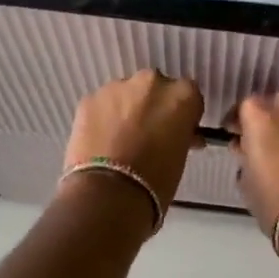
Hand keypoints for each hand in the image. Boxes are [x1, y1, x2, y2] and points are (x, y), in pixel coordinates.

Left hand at [62, 70, 205, 217]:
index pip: (189, 96)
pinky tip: (101, 141)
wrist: (108, 194)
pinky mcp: (89, 99)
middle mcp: (151, 83)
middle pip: (156, 88)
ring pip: (126, 94)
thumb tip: (177, 134)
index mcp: (182, 95)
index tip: (178, 131)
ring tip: (121, 139)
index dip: (183, 114)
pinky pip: (102, 105)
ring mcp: (116, 88)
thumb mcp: (180, 156)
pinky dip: (103, 118)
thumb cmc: (156, 181)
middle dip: (153, 106)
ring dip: (127, 109)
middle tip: (149, 133)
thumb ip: (180, 136)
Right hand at [228, 90, 278, 238]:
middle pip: (277, 102)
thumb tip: (246, 148)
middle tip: (267, 139)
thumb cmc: (273, 200)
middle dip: (272, 117)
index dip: (239, 122)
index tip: (236, 135)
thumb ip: (245, 156)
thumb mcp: (246, 180)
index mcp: (260, 115)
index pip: (244, 107)